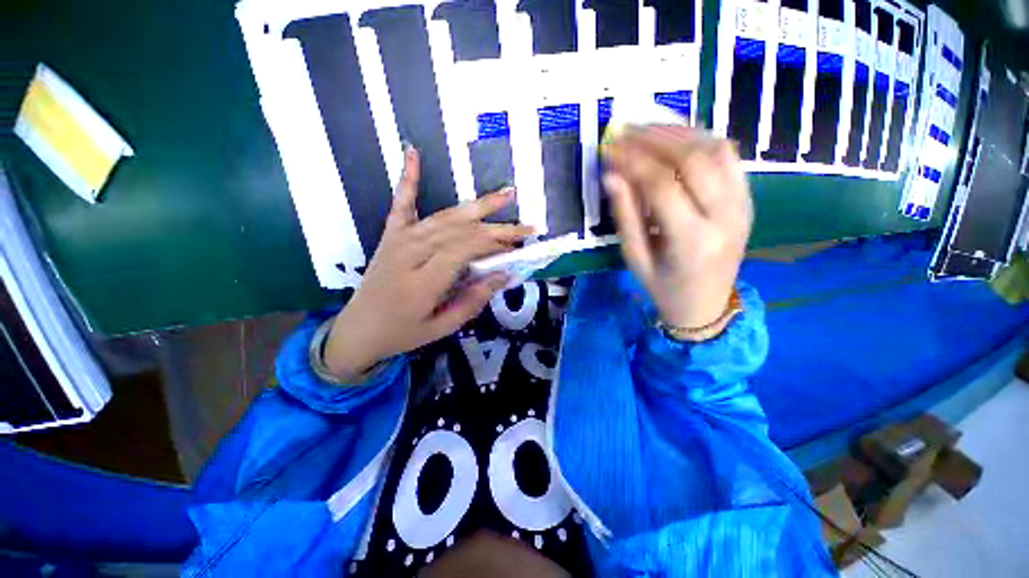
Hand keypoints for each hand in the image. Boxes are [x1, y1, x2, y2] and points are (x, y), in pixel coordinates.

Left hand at [324, 148, 533, 379]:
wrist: (358, 329)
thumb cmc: (403, 332)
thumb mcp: (442, 327)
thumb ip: (473, 300)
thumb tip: (503, 275)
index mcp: (423, 281)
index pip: (466, 250)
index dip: (495, 243)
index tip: (519, 244)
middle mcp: (411, 253)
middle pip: (461, 231)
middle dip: (497, 227)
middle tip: (525, 225)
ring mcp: (399, 240)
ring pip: (445, 217)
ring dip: (477, 206)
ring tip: (505, 195)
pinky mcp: (391, 235)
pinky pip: (402, 203)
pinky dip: (409, 177)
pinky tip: (413, 152)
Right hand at [601, 126, 752, 331]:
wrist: (707, 304)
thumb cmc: (664, 287)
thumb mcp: (636, 259)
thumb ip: (625, 216)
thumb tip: (611, 176)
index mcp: (692, 240)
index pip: (661, 185)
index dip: (632, 161)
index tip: (609, 148)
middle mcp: (725, 216)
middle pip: (693, 158)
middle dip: (654, 138)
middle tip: (625, 129)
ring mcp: (742, 204)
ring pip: (715, 149)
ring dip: (678, 131)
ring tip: (646, 126)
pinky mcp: (747, 198)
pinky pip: (729, 156)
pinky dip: (701, 138)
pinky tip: (676, 135)